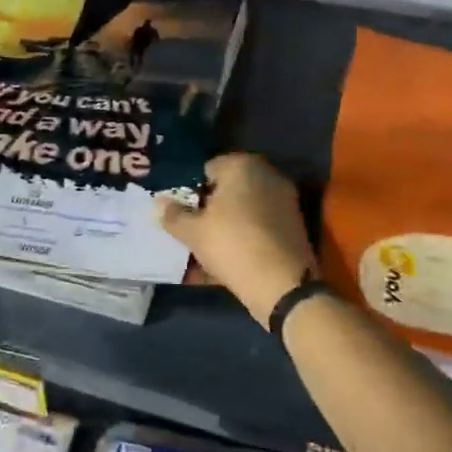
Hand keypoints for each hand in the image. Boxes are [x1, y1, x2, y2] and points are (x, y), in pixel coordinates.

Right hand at [158, 153, 315, 327]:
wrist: (282, 284)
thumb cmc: (231, 244)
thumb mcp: (192, 232)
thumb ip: (174, 215)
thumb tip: (159, 203)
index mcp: (243, 166)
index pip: (208, 168)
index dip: (191, 189)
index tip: (180, 210)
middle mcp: (267, 176)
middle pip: (228, 190)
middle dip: (208, 208)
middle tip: (189, 229)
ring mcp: (283, 202)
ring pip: (242, 213)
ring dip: (223, 228)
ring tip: (201, 251)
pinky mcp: (292, 228)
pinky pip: (256, 230)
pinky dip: (240, 242)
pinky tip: (220, 264)